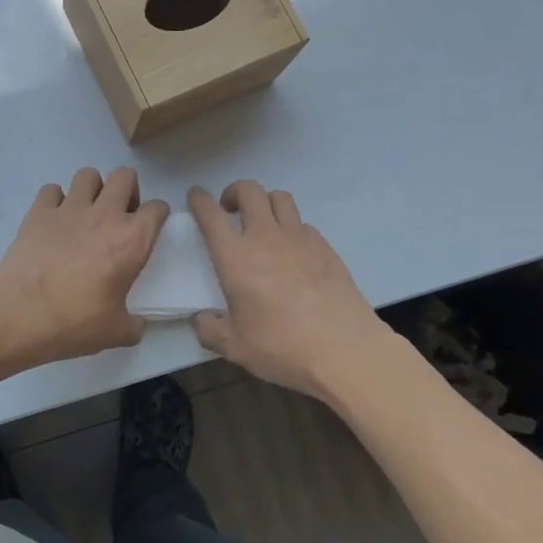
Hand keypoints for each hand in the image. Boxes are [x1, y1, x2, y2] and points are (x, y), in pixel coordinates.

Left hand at [0, 167, 169, 368]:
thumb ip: (133, 325)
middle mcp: (104, 215)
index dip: (158, 216)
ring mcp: (69, 209)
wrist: (20, 315)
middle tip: (119, 215)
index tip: (150, 228)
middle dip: (127, 190)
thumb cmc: (74, 322)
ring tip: (87, 212)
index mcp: (131, 240)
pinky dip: (55, 200)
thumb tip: (137, 326)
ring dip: (92, 189)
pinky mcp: (38, 212)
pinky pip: (51, 189)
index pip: (157, 209)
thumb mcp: (116, 333)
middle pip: (125, 176)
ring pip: (88, 174)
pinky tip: (54, 221)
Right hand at [188, 182, 391, 397]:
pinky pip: (303, 224)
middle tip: (230, 211)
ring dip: (264, 203)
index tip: (196, 197)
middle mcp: (266, 238)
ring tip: (262, 223)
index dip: (199, 200)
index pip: (211, 215)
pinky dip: (291, 228)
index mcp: (236, 258)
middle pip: (250, 191)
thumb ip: (210, 330)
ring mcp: (300, 239)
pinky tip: (292, 251)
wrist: (345, 351)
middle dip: (234, 192)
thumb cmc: (282, 347)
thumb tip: (203, 319)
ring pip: (280, 198)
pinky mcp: (326, 248)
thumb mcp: (234, 347)